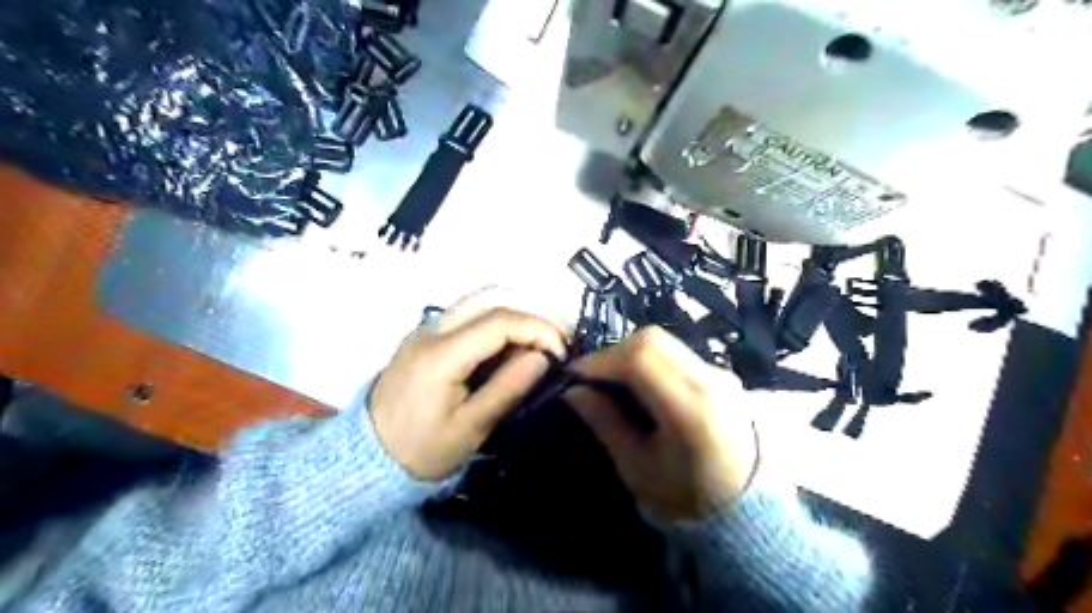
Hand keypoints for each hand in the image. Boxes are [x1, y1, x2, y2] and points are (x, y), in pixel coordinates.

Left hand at [372, 290, 567, 481]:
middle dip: (533, 310)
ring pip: (481, 299)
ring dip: (519, 309)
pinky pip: (471, 312)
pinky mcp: (429, 334)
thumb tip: (543, 357)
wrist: (368, 455)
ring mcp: (428, 328)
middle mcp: (432, 329)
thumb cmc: (421, 449)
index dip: (538, 329)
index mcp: (440, 355)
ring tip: (546, 335)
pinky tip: (518, 339)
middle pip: (491, 296)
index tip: (562, 352)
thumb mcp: (470, 428)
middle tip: (561, 335)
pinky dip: (502, 317)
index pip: (499, 321)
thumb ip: (508, 389)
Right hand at [568, 328, 756, 519]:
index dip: (602, 359)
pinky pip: (676, 352)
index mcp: (691, 412)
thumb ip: (605, 423)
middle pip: (652, 340)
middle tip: (593, 376)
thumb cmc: (685, 496)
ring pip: (664, 341)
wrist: (745, 505)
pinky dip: (649, 358)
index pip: (641, 359)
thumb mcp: (637, 468)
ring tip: (612, 379)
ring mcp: (720, 374)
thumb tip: (573, 390)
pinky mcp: (721, 373)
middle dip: (613, 351)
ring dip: (630, 353)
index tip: (576, 374)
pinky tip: (638, 382)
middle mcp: (711, 382)